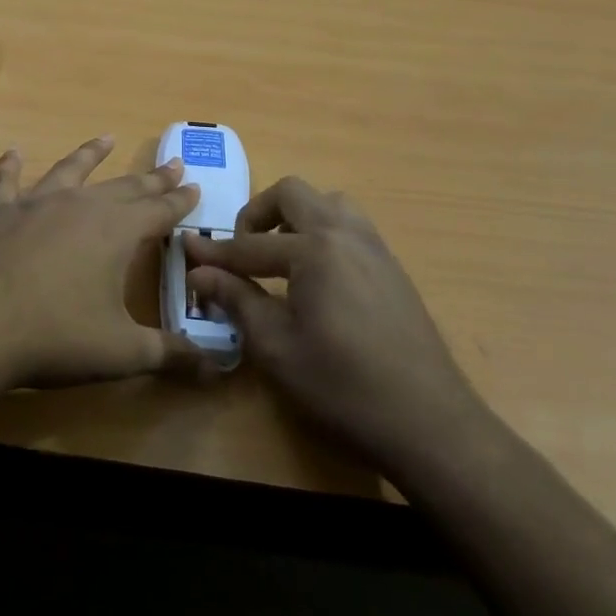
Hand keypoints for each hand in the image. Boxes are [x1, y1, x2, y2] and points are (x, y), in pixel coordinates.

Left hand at [0, 137, 207, 390]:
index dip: (179, 201)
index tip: (194, 185)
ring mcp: (34, 205)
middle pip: (123, 187)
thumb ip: (170, 355)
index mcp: (115, 232)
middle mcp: (79, 207)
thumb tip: (216, 367)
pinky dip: (11, 167)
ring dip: (90, 155)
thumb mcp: (121, 353)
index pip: (158, 211)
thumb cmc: (55, 337)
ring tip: (106, 139)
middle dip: (150, 178)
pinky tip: (13, 153)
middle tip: (171, 163)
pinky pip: (6, 183)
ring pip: (70, 172)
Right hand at [184, 177, 488, 467]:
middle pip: (292, 194)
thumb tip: (199, 273)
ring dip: (296, 216)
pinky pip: (350, 227)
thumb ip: (236, 300)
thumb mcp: (276, 346)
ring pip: (328, 203)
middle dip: (257, 213)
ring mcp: (375, 248)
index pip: (249, 245)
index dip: (214, 252)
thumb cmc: (341, 384)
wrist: (429, 421)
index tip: (186, 249)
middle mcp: (345, 234)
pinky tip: (315, 275)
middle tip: (242, 249)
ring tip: (280, 254)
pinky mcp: (392, 267)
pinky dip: (323, 233)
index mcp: (314, 250)